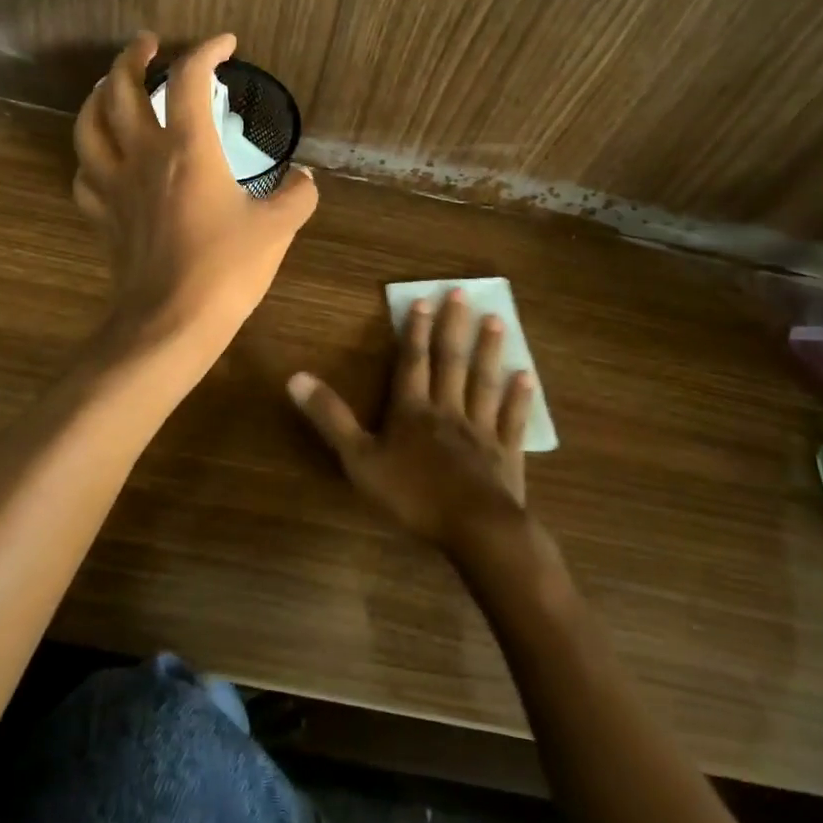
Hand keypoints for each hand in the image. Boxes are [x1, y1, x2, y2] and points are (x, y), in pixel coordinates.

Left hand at [73, 31, 318, 344]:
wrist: (170, 322)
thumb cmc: (226, 269)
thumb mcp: (277, 229)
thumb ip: (296, 195)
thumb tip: (304, 178)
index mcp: (187, 147)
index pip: (189, 77)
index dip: (207, 50)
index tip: (226, 44)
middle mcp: (143, 154)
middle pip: (121, 87)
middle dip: (133, 56)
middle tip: (148, 44)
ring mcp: (115, 184)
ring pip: (89, 124)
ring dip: (98, 95)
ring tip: (111, 85)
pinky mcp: (102, 215)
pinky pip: (85, 173)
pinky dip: (92, 156)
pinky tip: (104, 157)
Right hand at [288, 289, 534, 551]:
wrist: (474, 529)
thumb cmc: (412, 495)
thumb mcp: (359, 459)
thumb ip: (330, 418)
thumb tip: (295, 377)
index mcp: (412, 410)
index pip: (413, 362)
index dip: (416, 331)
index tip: (424, 299)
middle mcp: (447, 410)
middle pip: (451, 362)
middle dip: (454, 327)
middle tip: (463, 293)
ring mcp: (480, 430)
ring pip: (483, 382)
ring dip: (489, 351)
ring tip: (497, 321)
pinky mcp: (506, 454)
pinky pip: (512, 419)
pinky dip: (518, 397)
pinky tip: (526, 377)